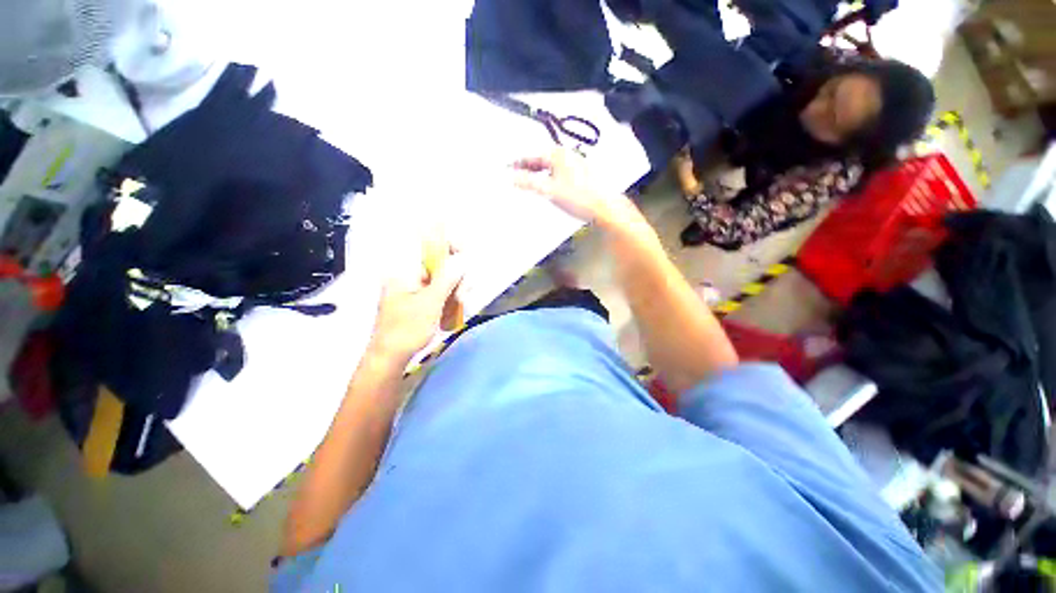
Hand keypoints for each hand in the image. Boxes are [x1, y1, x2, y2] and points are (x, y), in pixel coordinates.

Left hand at [367, 248, 465, 363]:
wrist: (389, 358)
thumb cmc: (407, 329)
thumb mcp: (430, 303)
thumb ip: (447, 279)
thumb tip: (463, 259)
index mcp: (404, 270)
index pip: (429, 246)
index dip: (450, 247)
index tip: (467, 260)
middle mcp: (407, 274)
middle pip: (439, 263)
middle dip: (456, 276)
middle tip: (462, 296)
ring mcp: (412, 287)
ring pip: (441, 277)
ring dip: (454, 288)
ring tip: (459, 305)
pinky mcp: (417, 298)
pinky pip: (438, 290)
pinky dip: (448, 296)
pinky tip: (453, 308)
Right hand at [512, 149, 630, 225]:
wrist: (604, 207)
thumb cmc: (578, 197)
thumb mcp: (549, 190)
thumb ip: (529, 183)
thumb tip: (511, 178)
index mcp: (558, 155)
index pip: (532, 156)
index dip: (519, 162)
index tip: (508, 168)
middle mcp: (567, 156)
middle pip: (542, 160)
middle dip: (528, 167)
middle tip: (516, 175)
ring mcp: (576, 165)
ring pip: (551, 167)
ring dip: (539, 173)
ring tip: (530, 182)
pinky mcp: (582, 176)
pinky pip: (559, 173)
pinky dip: (550, 178)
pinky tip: (549, 188)